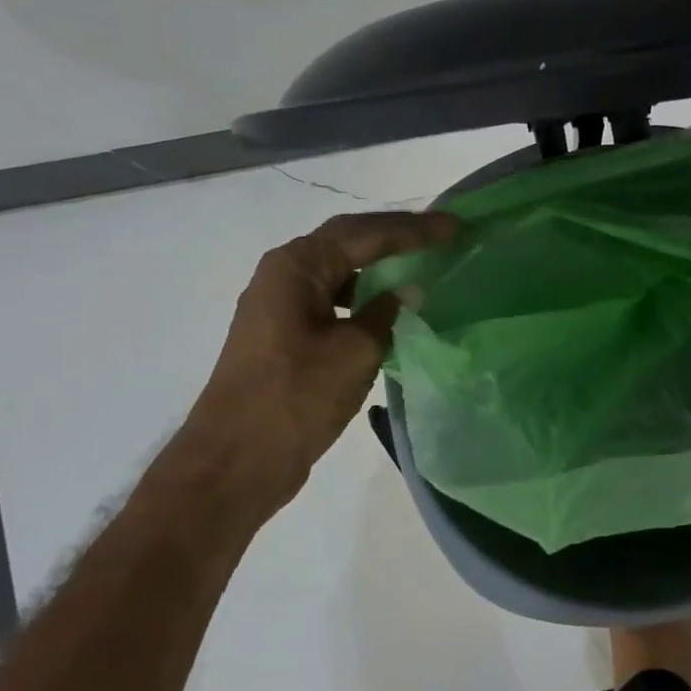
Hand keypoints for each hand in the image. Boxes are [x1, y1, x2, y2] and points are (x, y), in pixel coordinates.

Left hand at [178, 211, 457, 514]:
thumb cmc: (296, 399)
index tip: (455, 227)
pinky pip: (332, 298)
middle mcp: (282, 275)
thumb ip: (385, 314)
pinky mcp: (285, 334)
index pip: (364, 233)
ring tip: (422, 263)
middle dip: (396, 235)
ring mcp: (280, 305)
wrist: (236, 462)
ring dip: (379, 264)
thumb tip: (406, 292)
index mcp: (295, 267)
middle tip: (442, 234)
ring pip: (339, 270)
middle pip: (348, 241)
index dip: (413, 229)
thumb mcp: (354, 352)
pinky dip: (364, 295)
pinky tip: (391, 308)